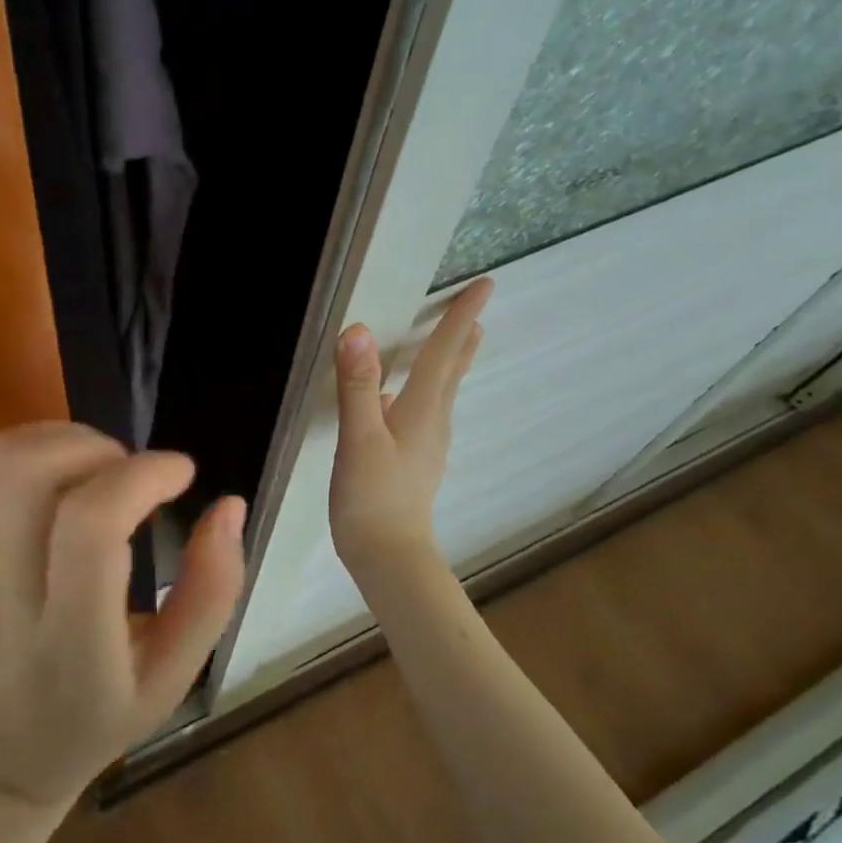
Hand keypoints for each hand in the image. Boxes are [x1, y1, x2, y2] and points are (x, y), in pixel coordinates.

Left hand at [0, 424, 245, 809]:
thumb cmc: (96, 717)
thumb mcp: (173, 677)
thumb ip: (210, 593)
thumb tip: (229, 506)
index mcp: (70, 639)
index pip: (88, 528)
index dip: (140, 478)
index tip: (183, 474)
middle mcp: (10, 592)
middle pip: (30, 474)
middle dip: (99, 447)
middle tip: (138, 474)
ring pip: (6, 460)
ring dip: (69, 440)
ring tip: (108, 471)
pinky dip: (43, 445)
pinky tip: (76, 476)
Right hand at [329, 278, 492, 574]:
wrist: (388, 556)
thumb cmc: (373, 497)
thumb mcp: (359, 438)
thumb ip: (359, 386)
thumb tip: (357, 331)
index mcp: (422, 410)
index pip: (444, 353)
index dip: (460, 317)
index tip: (484, 285)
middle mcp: (432, 422)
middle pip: (452, 371)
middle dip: (463, 338)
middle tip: (477, 310)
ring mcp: (426, 444)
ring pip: (441, 391)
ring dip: (449, 361)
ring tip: (454, 343)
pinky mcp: (414, 461)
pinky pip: (424, 410)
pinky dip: (426, 389)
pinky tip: (401, 398)